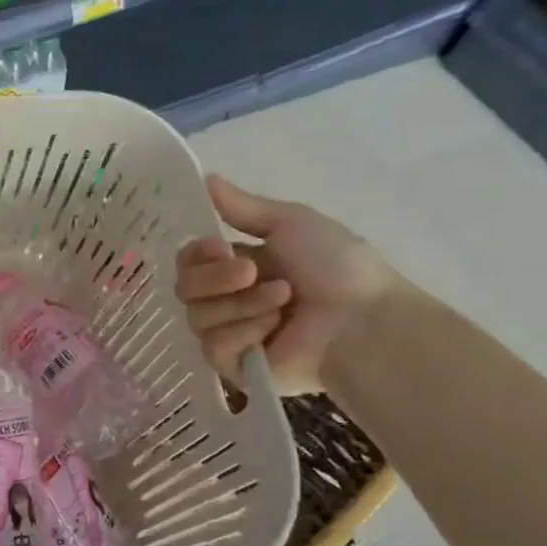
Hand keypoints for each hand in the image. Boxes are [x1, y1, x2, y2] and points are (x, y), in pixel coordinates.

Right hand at [175, 174, 399, 393]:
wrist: (362, 322)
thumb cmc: (336, 268)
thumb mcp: (291, 224)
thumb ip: (243, 207)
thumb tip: (205, 178)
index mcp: (237, 267)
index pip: (188, 261)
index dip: (195, 254)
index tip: (217, 247)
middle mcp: (227, 300)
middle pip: (185, 288)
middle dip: (216, 278)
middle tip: (252, 273)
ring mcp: (229, 334)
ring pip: (197, 317)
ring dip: (240, 304)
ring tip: (282, 302)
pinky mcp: (233, 366)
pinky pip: (213, 346)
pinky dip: (243, 333)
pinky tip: (273, 331)